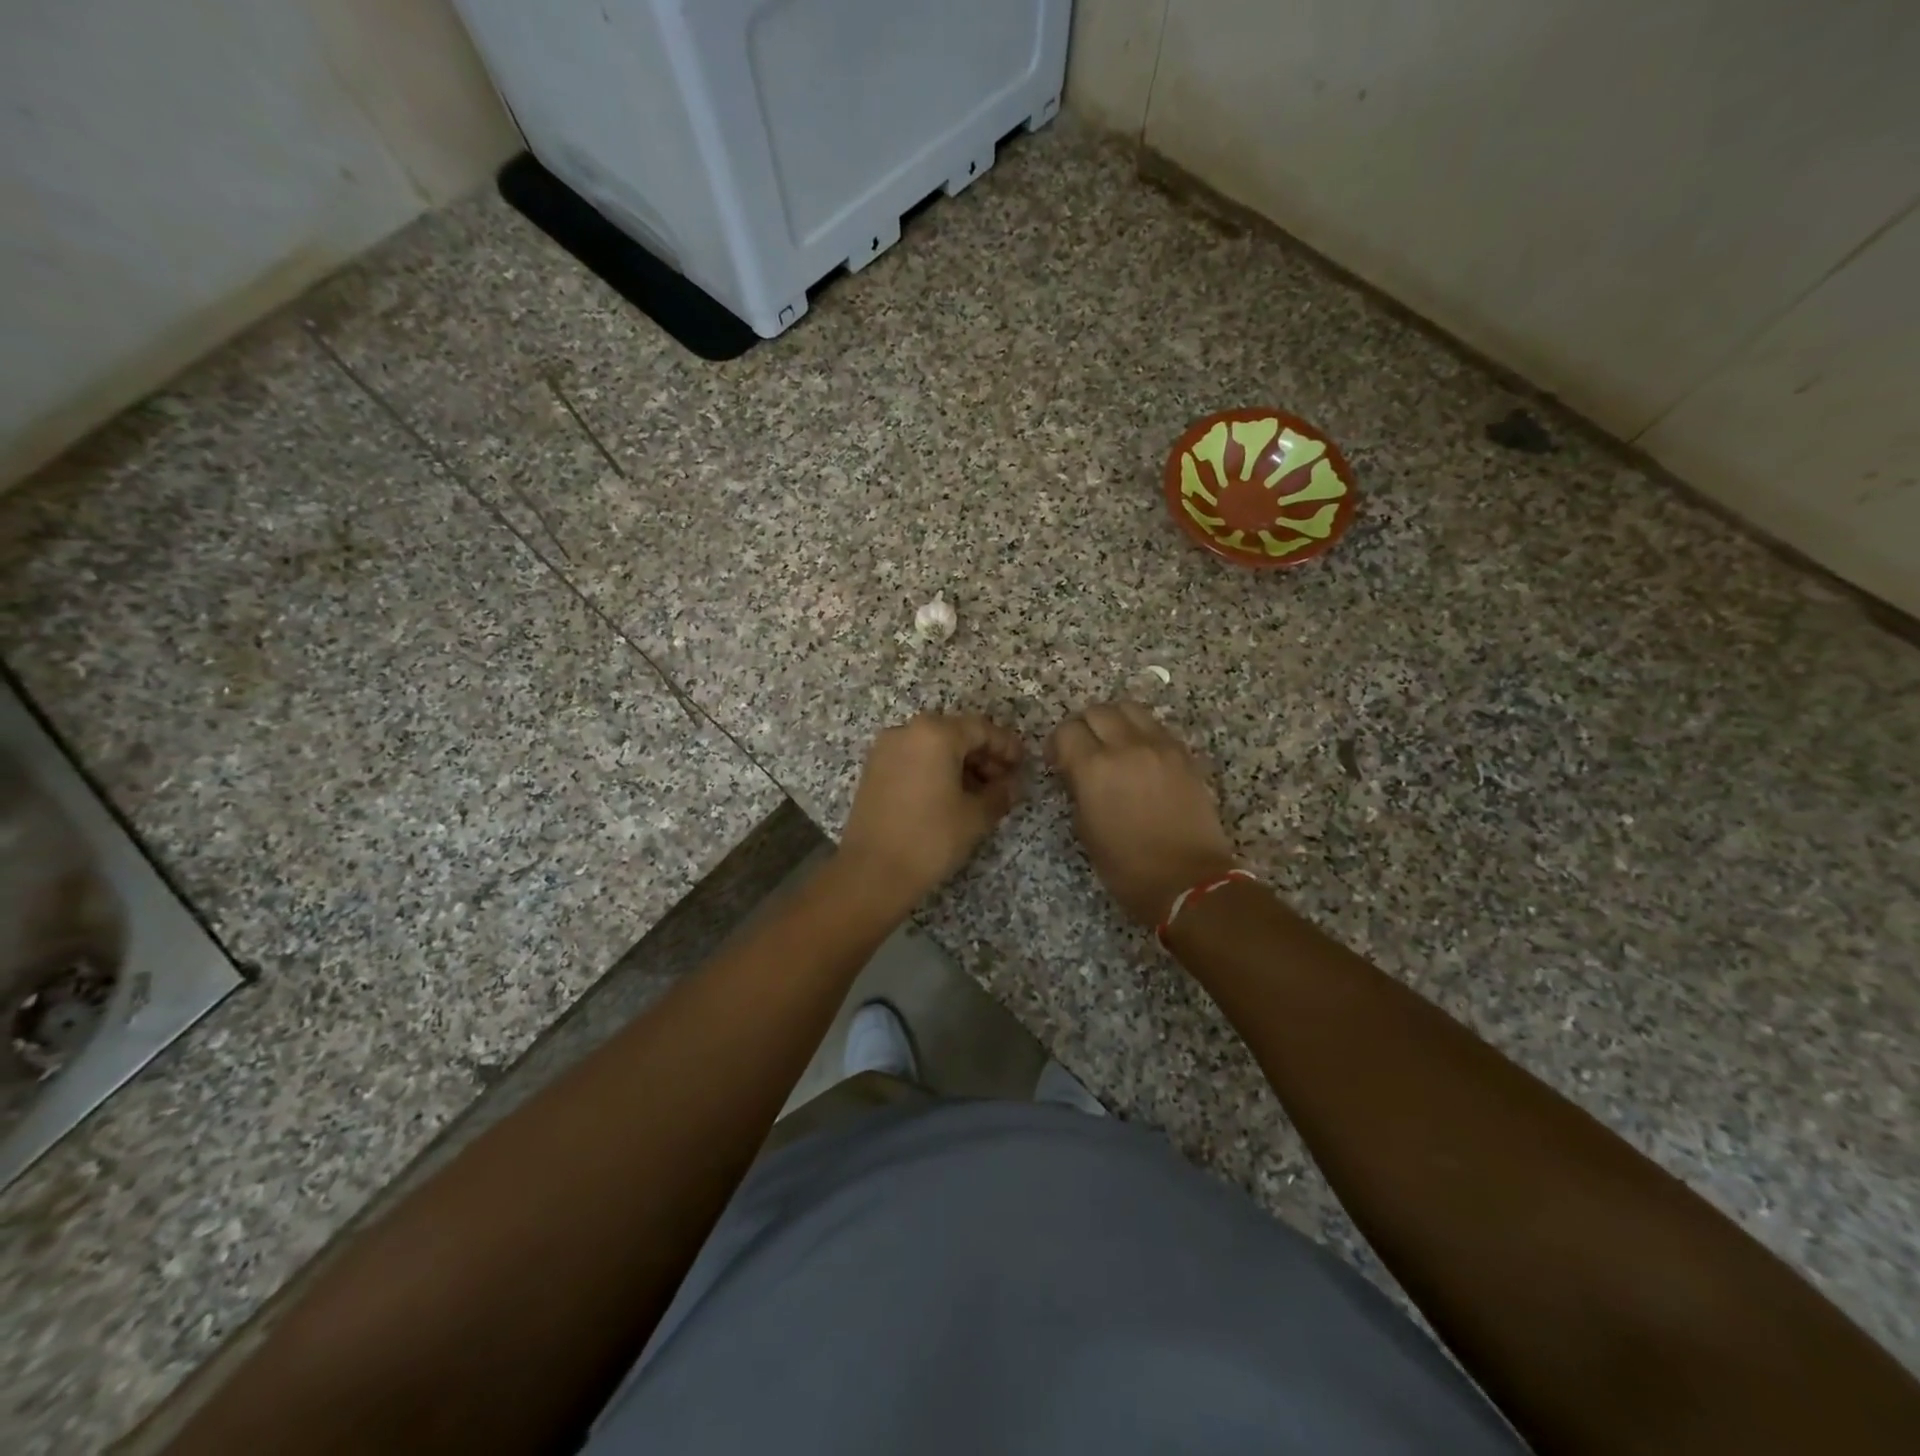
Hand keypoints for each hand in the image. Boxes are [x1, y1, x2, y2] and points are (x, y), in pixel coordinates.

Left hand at [838, 713, 1025, 906]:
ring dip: (960, 763)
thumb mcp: (976, 816)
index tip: (1023, 764)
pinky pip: (914, 758)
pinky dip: (935, 769)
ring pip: (933, 746)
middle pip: (955, 733)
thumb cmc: (931, 838)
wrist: (872, 872)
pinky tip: (951, 796)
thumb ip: (1000, 793)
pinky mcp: (873, 770)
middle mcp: (907, 731)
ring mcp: (886, 749)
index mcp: (935, 733)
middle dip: (983, 755)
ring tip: (981, 792)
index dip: (1006, 746)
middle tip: (1004, 780)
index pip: (981, 729)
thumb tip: (1010, 785)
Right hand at [1047, 701, 1238, 927]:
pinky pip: (1155, 727)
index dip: (1057, 744)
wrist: (1189, 880)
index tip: (1059, 761)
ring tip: (1113, 745)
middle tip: (1084, 750)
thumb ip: (1078, 788)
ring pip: (1129, 708)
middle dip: (1084, 727)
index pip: (1067, 730)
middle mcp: (1126, 747)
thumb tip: (1076, 771)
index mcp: (1094, 768)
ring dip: (1114, 721)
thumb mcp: (1085, 829)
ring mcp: (1160, 746)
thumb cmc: (1127, 866)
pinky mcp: (1184, 753)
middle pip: (1097, 711)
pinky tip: (1141, 757)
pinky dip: (1141, 733)